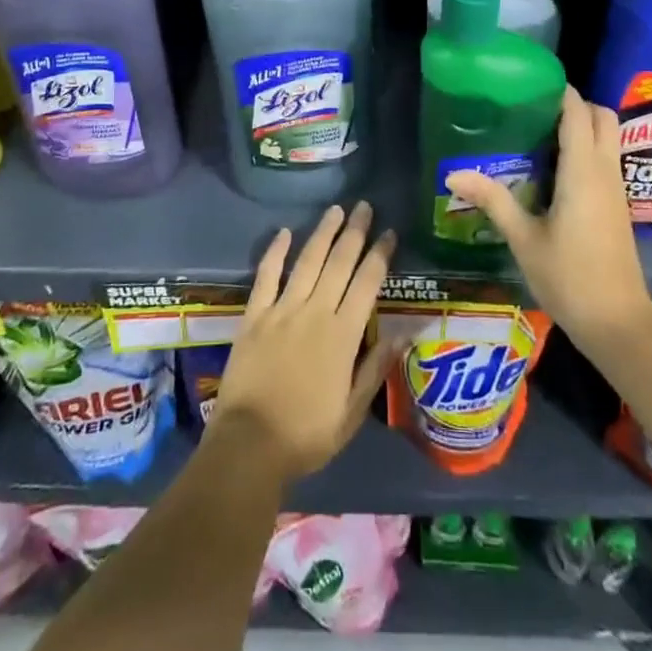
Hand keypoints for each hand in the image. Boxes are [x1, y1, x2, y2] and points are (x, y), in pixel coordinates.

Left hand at [209, 201, 398, 483]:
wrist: (249, 444)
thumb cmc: (306, 435)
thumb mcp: (352, 412)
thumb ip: (375, 369)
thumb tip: (402, 333)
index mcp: (343, 336)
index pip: (367, 284)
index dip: (379, 255)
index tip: (389, 232)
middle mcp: (315, 313)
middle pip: (339, 263)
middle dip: (355, 233)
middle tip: (365, 206)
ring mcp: (282, 310)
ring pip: (307, 261)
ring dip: (323, 233)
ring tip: (336, 210)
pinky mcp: (254, 315)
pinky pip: (266, 276)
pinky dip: (275, 252)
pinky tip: (285, 232)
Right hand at [445, 88, 651, 349]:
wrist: (618, 325)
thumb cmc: (569, 278)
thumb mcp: (524, 239)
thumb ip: (493, 200)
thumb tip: (453, 172)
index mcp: (583, 171)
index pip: (577, 112)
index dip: (559, 91)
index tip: (528, 83)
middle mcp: (605, 171)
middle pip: (602, 116)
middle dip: (575, 104)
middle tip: (535, 110)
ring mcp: (616, 189)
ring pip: (608, 137)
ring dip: (582, 126)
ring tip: (539, 133)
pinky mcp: (617, 206)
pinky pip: (606, 159)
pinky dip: (587, 148)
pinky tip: (554, 168)